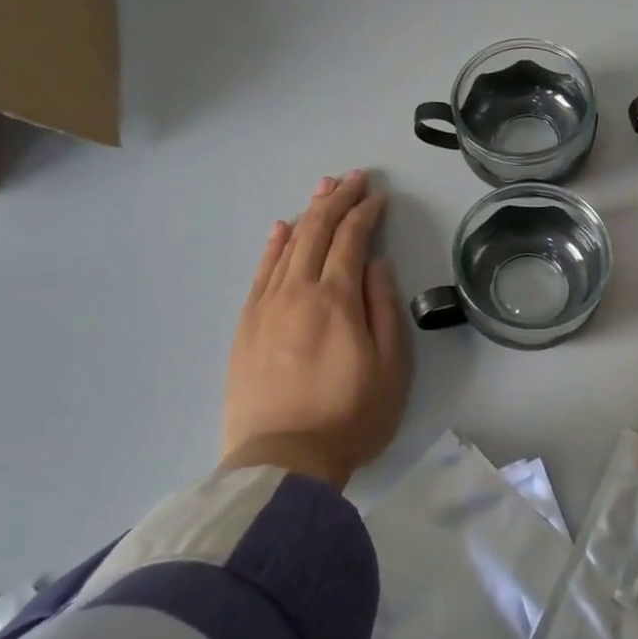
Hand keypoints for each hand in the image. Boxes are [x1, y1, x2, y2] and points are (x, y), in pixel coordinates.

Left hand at [221, 171, 411, 486]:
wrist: (282, 460)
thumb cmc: (350, 415)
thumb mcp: (391, 366)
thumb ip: (384, 308)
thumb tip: (375, 265)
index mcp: (336, 298)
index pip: (351, 239)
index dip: (366, 213)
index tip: (379, 197)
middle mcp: (297, 291)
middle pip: (316, 231)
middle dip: (337, 199)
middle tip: (353, 177)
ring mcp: (266, 306)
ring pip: (287, 245)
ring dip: (307, 213)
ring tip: (322, 189)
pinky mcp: (246, 325)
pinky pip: (260, 272)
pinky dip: (273, 245)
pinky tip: (282, 229)